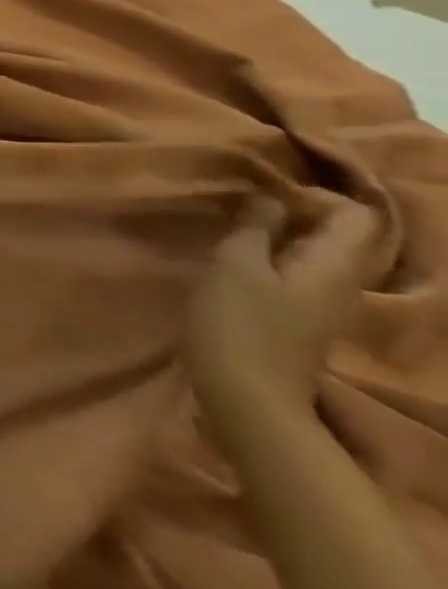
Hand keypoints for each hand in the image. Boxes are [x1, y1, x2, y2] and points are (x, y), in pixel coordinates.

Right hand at [185, 200, 374, 439]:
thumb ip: (254, 228)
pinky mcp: (303, 316)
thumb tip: (268, 196)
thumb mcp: (235, 267)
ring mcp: (325, 302)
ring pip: (317, 251)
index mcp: (336, 266)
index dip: (312, 195)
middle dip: (296, 211)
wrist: (248, 395)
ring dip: (280, 233)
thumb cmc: (240, 324)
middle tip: (242, 205)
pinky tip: (239, 259)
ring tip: (235, 228)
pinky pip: (301, 270)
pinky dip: (274, 255)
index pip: (354, 214)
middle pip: (340, 233)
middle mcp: (344, 281)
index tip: (261, 193)